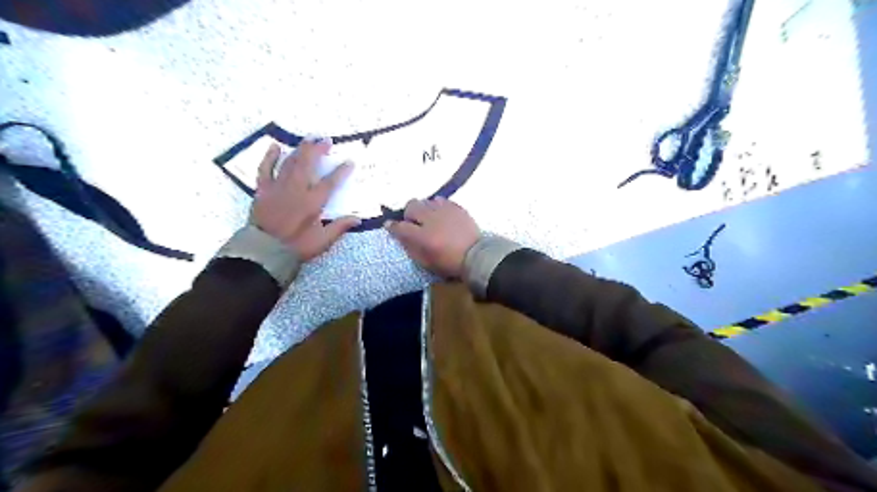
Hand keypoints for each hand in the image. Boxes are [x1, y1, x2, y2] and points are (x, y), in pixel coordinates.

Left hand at [251, 138, 360, 261]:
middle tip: (326, 140)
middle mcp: (296, 189)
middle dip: (318, 150)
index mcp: (312, 202)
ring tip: (309, 139)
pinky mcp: (263, 189)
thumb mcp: (322, 240)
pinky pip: (265, 169)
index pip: (330, 182)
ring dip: (300, 150)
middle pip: (308, 164)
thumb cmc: (297, 246)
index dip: (341, 171)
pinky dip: (270, 157)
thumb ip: (340, 227)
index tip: (349, 161)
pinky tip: (275, 146)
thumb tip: (358, 218)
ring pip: (290, 163)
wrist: (264, 251)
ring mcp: (278, 187)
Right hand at [385, 198, 477, 278]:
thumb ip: (409, 246)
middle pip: (411, 206)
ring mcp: (445, 210)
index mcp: (422, 236)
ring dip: (424, 209)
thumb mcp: (425, 261)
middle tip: (414, 223)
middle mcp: (431, 218)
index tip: (390, 226)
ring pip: (426, 201)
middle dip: (409, 214)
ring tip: (429, 219)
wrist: (476, 256)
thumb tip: (396, 233)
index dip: (393, 226)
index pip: (400, 226)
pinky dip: (437, 206)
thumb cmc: (449, 263)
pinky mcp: (456, 207)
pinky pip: (441, 200)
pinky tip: (441, 215)